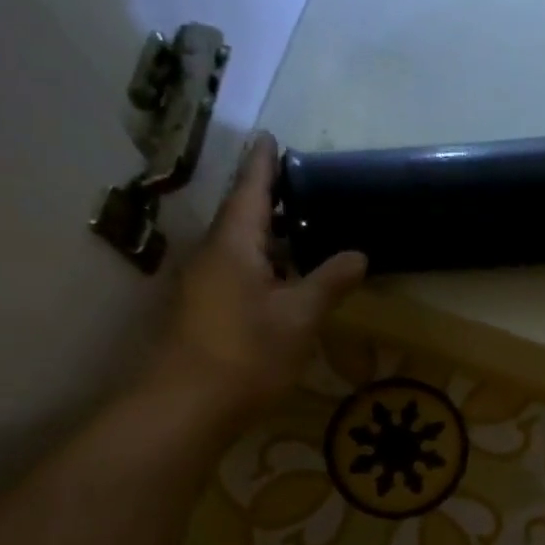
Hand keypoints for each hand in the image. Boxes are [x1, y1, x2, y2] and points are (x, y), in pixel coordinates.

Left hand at [153, 132, 366, 411]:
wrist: (186, 407)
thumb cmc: (247, 353)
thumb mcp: (299, 317)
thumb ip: (329, 282)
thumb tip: (359, 254)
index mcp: (234, 245)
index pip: (251, 191)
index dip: (265, 165)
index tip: (271, 137)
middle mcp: (212, 256)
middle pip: (242, 217)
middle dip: (270, 201)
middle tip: (303, 190)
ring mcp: (202, 285)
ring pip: (239, 248)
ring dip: (268, 238)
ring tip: (302, 234)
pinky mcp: (203, 312)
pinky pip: (236, 274)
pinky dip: (262, 267)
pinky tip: (284, 282)